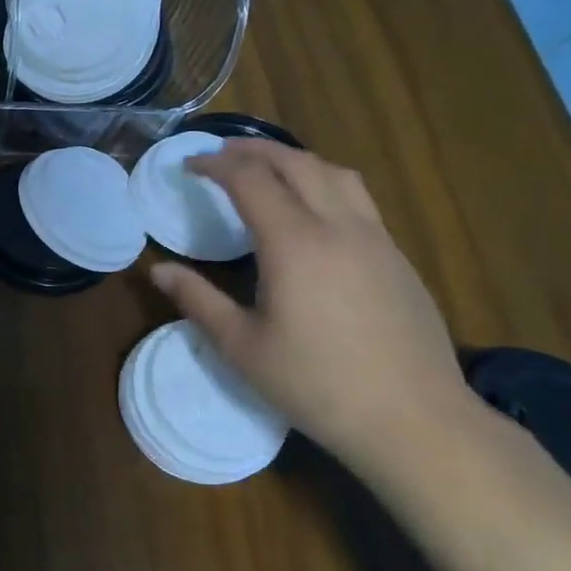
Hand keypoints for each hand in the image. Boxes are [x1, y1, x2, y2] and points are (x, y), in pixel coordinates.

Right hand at [149, 140, 479, 473]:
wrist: (413, 419)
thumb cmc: (315, 384)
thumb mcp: (241, 346)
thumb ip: (197, 300)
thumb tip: (158, 270)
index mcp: (294, 244)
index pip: (250, 180)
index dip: (215, 165)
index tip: (189, 165)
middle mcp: (339, 227)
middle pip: (297, 163)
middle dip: (254, 150)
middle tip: (221, 154)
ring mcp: (376, 240)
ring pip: (336, 173)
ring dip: (296, 160)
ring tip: (267, 169)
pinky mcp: (398, 258)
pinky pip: (358, 199)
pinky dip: (324, 184)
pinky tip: (312, 212)